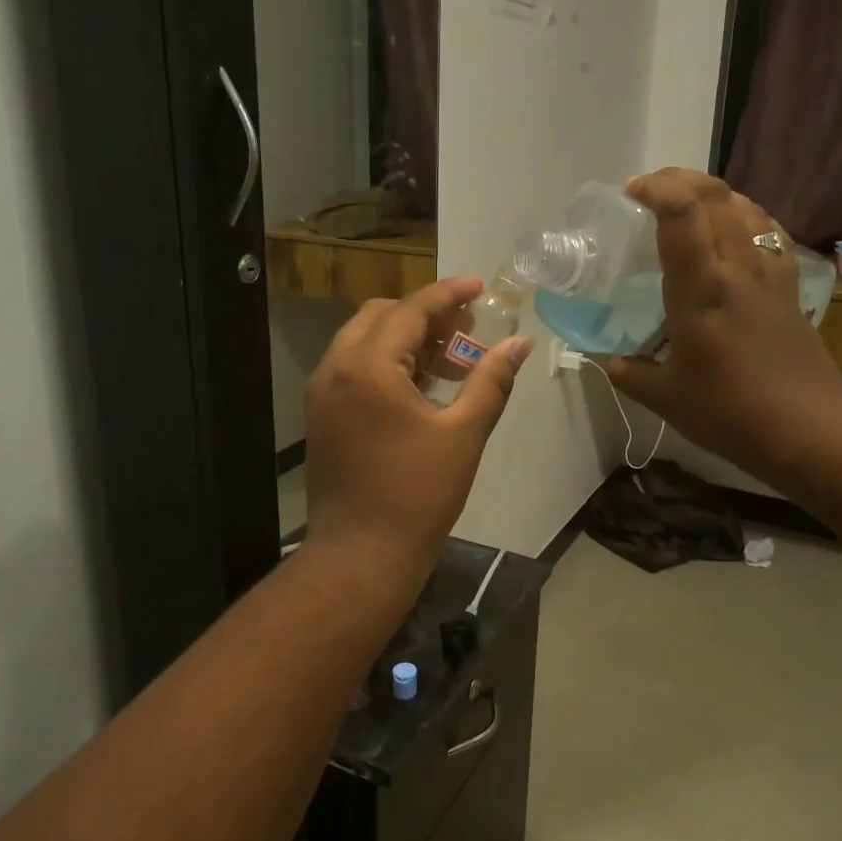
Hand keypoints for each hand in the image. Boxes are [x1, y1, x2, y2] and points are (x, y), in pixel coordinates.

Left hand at [305, 278, 532, 595]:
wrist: (361, 555)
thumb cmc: (417, 495)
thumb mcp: (463, 435)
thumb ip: (491, 382)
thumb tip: (519, 344)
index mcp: (368, 367)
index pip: (410, 311)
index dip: (448, 294)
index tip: (479, 285)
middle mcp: (336, 369)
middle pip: (380, 316)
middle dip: (425, 314)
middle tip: (467, 327)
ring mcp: (323, 393)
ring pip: (363, 340)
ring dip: (405, 336)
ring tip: (450, 354)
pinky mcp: (322, 415)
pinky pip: (354, 368)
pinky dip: (386, 361)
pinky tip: (420, 383)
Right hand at [603, 169, 841, 484]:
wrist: (806, 429)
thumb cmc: (728, 412)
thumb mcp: (664, 396)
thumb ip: (627, 372)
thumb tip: (603, 360)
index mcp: (702, 289)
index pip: (682, 214)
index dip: (656, 189)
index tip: (632, 193)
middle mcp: (739, 267)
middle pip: (716, 195)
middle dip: (679, 179)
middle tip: (651, 190)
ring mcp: (770, 273)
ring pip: (746, 206)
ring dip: (713, 192)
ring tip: (687, 204)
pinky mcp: (791, 286)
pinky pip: (769, 231)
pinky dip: (746, 215)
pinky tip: (735, 229)